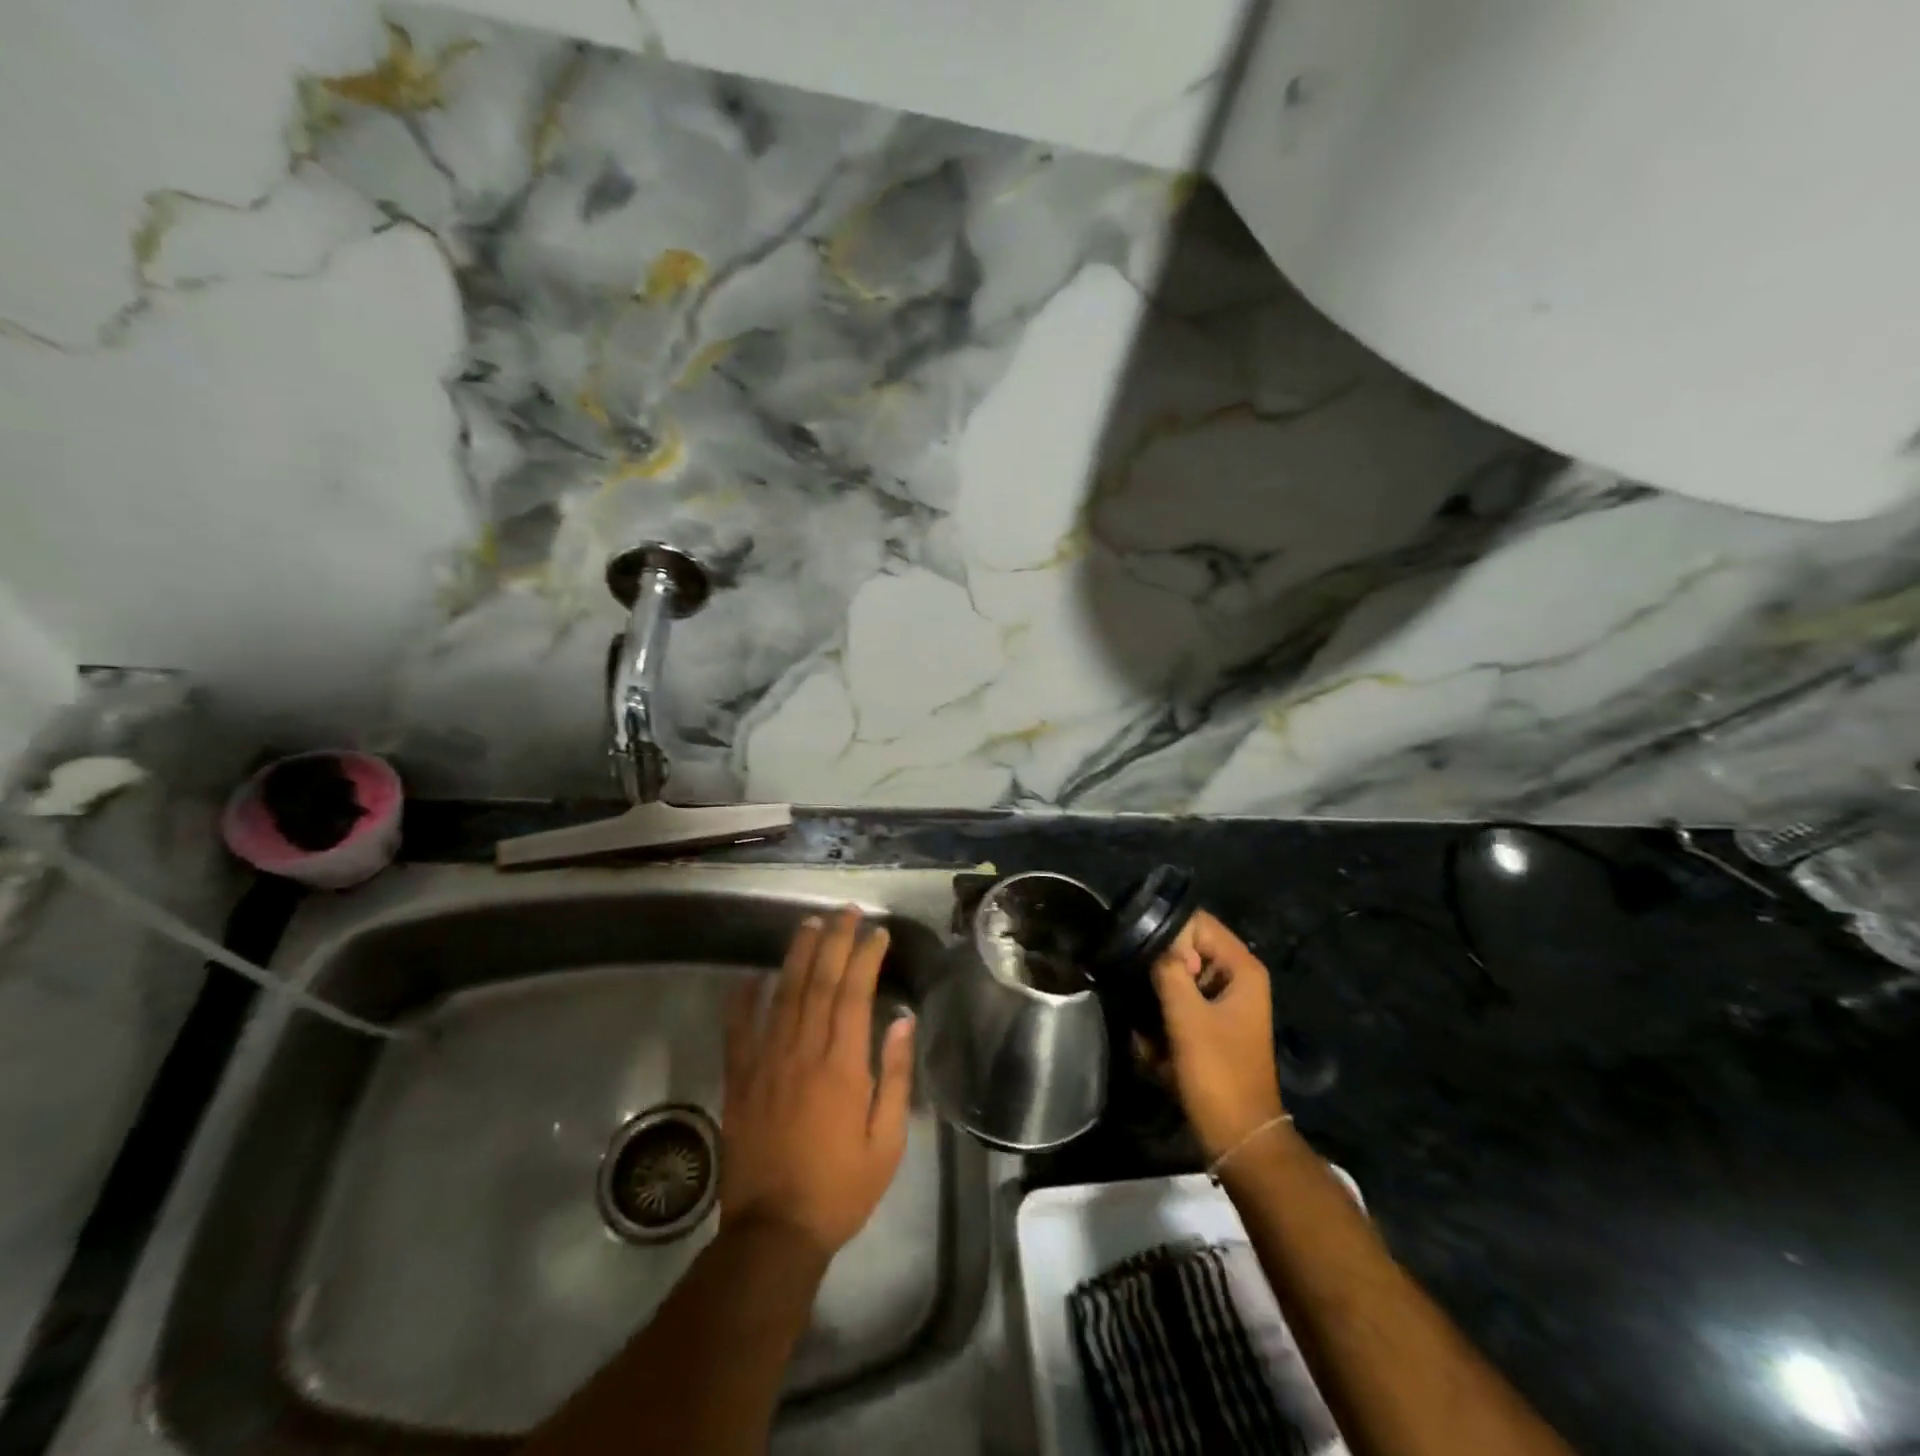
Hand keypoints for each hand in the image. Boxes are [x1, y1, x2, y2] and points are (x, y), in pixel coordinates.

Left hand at [720, 907, 914, 1258]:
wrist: (773, 1232)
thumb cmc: (840, 1188)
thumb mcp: (886, 1142)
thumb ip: (893, 1076)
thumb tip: (900, 1021)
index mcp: (843, 1066)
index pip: (855, 993)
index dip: (866, 957)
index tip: (878, 933)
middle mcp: (803, 1052)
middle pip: (819, 982)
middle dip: (835, 941)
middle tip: (846, 913)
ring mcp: (766, 1062)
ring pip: (783, 994)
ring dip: (798, 955)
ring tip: (810, 925)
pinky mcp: (739, 1080)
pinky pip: (738, 1030)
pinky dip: (742, 999)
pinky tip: (751, 976)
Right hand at [1150, 910, 1284, 1160]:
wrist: (1239, 1138)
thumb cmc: (1218, 1073)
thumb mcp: (1187, 1018)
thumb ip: (1169, 971)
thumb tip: (1152, 942)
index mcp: (1242, 969)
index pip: (1199, 923)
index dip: (1168, 933)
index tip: (1139, 952)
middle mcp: (1237, 979)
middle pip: (1187, 950)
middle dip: (1160, 968)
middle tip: (1139, 990)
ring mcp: (1225, 1004)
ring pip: (1179, 979)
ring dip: (1158, 998)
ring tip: (1147, 1025)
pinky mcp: (1212, 1026)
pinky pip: (1180, 1006)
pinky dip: (1164, 1020)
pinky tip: (1154, 1047)